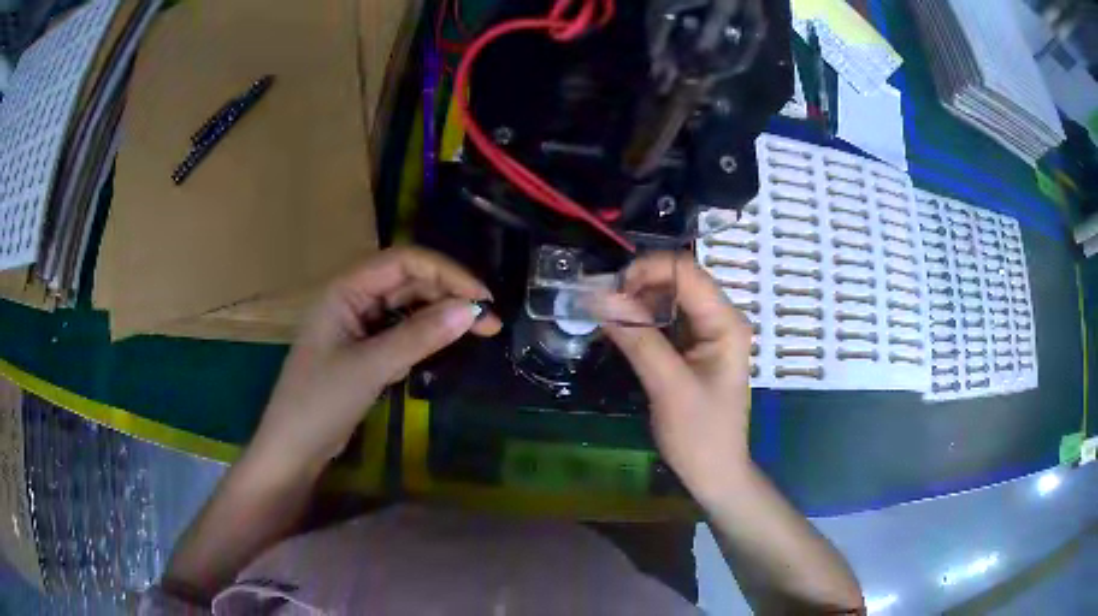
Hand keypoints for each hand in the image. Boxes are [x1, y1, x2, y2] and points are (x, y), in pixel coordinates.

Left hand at [250, 247, 501, 475]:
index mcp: (345, 290)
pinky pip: (400, 331)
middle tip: (489, 321)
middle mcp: (353, 299)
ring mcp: (358, 325)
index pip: (404, 262)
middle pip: (408, 281)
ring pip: (407, 306)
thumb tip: (472, 310)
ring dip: (440, 315)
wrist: (293, 447)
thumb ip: (419, 336)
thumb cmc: (320, 402)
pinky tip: (445, 346)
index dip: (446, 273)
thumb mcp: (371, 367)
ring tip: (477, 331)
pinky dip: (425, 335)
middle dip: (449, 295)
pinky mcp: (363, 350)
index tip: (482, 299)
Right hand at [600, 252, 753, 501]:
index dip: (646, 270)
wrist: (714, 473)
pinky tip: (622, 330)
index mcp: (725, 322)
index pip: (685, 272)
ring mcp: (708, 332)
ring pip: (669, 298)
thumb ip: (637, 338)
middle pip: (677, 279)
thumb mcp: (667, 386)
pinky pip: (666, 320)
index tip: (608, 292)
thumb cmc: (699, 434)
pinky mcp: (694, 347)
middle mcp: (720, 318)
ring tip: (608, 318)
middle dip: (638, 285)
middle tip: (603, 307)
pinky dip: (642, 319)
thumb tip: (600, 298)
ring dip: (637, 301)